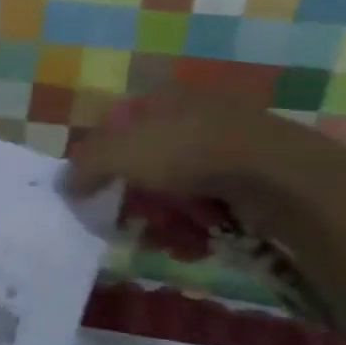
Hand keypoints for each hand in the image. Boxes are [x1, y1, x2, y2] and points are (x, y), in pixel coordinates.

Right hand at [62, 91, 345, 241]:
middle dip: (135, 199)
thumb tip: (64, 184)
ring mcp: (229, 151)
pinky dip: (198, 230)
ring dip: (164, 221)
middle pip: (147, 165)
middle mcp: (197, 119)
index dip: (102, 161)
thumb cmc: (189, 154)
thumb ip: (84, 165)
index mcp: (165, 100)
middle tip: (128, 223)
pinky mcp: (255, 184)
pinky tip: (195, 244)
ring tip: (166, 240)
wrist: (282, 179)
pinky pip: (212, 210)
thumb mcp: (118, 153)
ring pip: (178, 192)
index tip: (94, 191)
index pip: (119, 129)